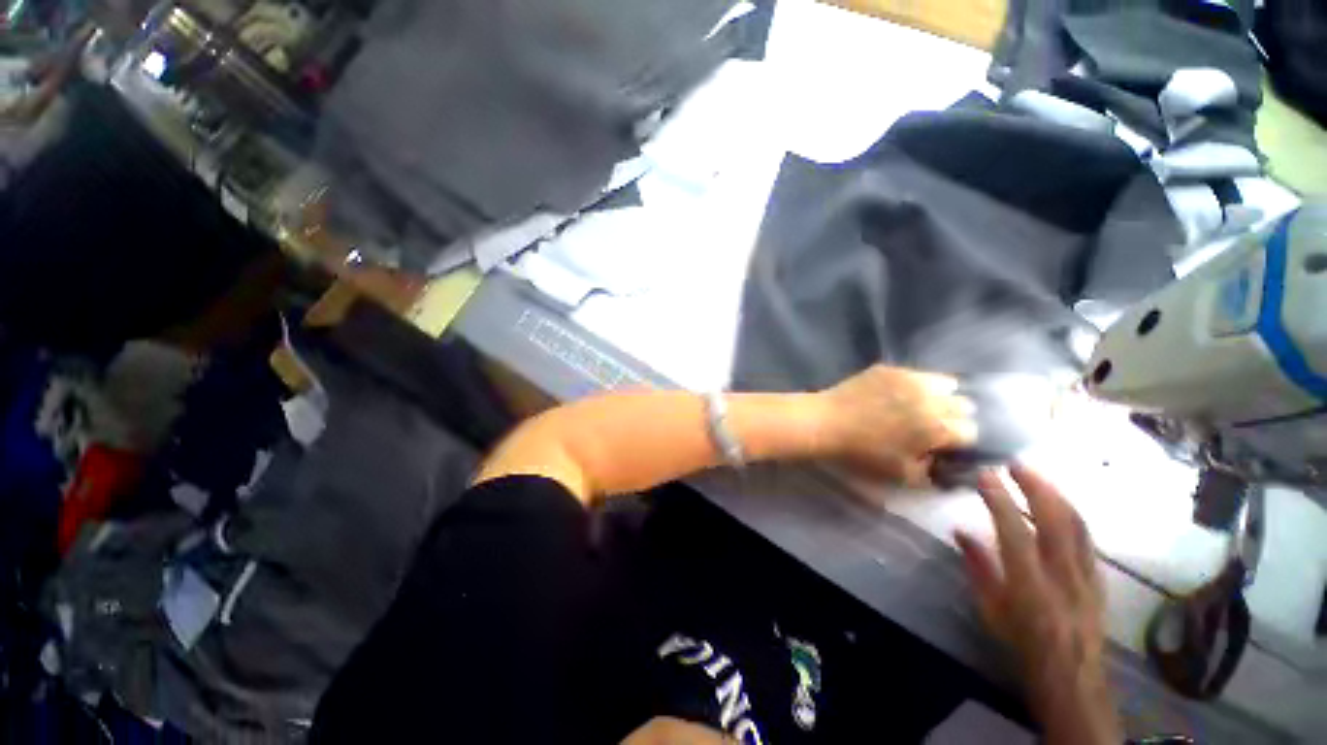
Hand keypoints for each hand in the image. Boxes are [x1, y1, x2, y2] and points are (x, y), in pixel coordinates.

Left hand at [817, 365, 975, 485]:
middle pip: (963, 405)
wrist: (826, 422)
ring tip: (921, 405)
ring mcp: (911, 378)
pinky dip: (916, 384)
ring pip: (945, 383)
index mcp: (939, 427)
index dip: (961, 441)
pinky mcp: (891, 368)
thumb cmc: (863, 453)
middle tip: (933, 425)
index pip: (972, 431)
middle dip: (954, 417)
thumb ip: (933, 473)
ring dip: (940, 396)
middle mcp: (933, 399)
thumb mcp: (902, 475)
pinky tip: (899, 393)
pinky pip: (917, 373)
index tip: (947, 445)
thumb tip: (946, 464)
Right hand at [956, 466, 1121, 744]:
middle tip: (1016, 464)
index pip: (1014, 531)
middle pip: (1054, 520)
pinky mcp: (1097, 577)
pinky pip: (1088, 538)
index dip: (999, 500)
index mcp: (1030, 584)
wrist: (1072, 674)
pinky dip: (1072, 513)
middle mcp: (1062, 575)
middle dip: (1035, 487)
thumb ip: (977, 566)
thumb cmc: (1022, 641)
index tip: (985, 475)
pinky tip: (1062, 503)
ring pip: (1077, 525)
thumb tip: (960, 530)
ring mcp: (1085, 575)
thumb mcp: (990, 609)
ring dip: (1056, 494)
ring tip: (1037, 476)